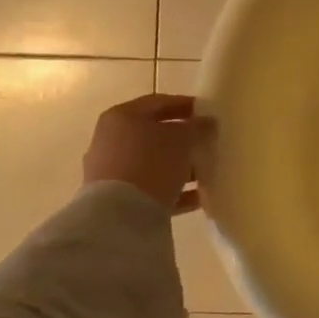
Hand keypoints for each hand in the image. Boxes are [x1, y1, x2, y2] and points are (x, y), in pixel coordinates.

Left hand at [82, 94, 205, 212]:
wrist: (119, 215)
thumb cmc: (151, 163)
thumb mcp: (183, 139)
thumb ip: (197, 127)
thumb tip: (207, 123)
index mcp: (122, 116)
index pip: (158, 102)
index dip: (185, 105)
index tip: (207, 113)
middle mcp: (110, 140)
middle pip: (154, 134)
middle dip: (182, 139)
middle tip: (207, 142)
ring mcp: (110, 171)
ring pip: (153, 163)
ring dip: (179, 166)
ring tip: (205, 172)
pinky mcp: (116, 199)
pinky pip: (150, 188)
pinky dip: (173, 190)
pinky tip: (197, 197)